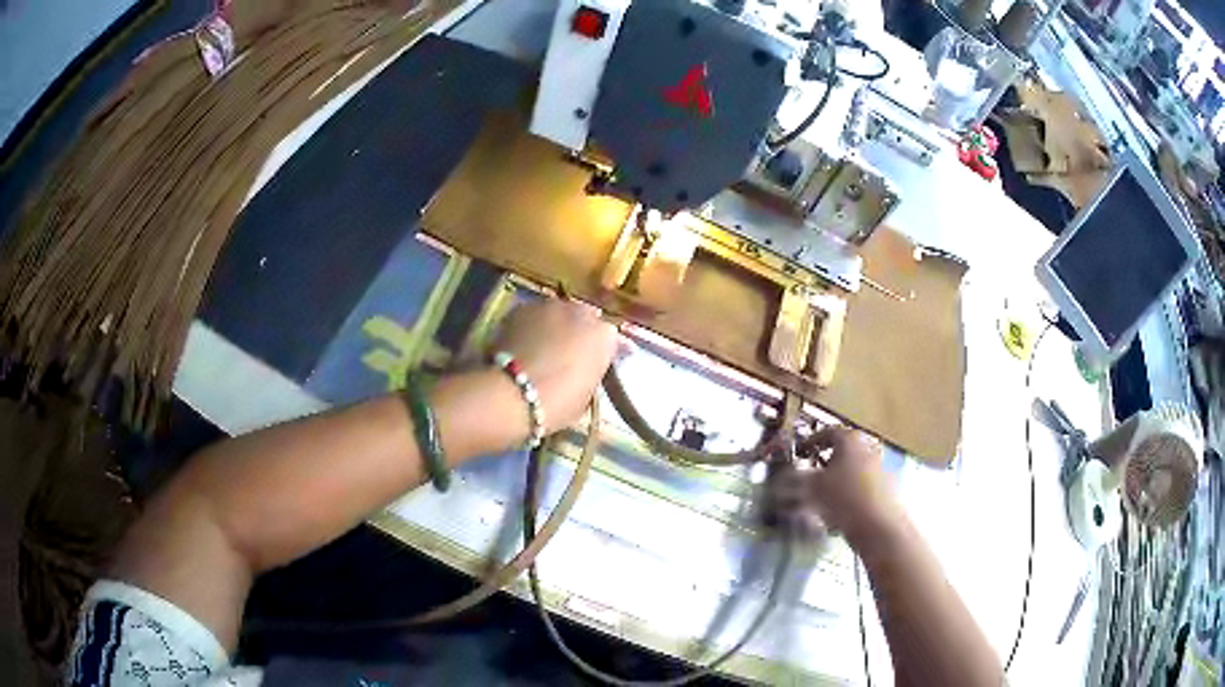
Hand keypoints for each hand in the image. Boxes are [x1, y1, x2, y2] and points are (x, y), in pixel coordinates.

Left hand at [492, 300, 618, 433]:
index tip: (594, 364)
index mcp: (604, 336)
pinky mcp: (522, 307)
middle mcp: (581, 312)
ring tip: (541, 347)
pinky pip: (532, 317)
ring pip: (556, 314)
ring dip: (553, 327)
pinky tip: (522, 344)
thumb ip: (590, 374)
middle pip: (583, 319)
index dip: (601, 352)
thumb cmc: (557, 403)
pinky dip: (530, 327)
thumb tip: (582, 370)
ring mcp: (550, 306)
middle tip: (566, 354)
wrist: (512, 394)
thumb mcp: (586, 396)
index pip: (610, 339)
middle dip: (577, 333)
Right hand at [800, 426, 899, 544]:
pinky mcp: (885, 488)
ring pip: (851, 470)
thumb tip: (783, 479)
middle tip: (809, 475)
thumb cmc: (843, 497)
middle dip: (824, 462)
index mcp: (849, 439)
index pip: (827, 432)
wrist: (878, 524)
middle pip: (842, 451)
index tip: (800, 452)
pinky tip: (838, 512)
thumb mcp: (812, 488)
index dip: (811, 442)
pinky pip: (860, 486)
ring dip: (836, 480)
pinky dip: (847, 493)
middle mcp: (867, 448)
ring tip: (821, 498)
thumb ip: (796, 480)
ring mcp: (879, 467)